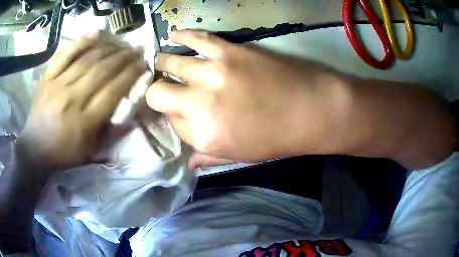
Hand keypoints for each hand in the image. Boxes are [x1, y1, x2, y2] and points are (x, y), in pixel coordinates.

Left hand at [19, 32, 146, 167]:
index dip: (132, 74)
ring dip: (109, 48)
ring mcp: (57, 86)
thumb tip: (128, 102)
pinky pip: (65, 54)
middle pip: (103, 71)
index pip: (114, 91)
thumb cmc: (64, 154)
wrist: (35, 150)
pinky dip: (82, 42)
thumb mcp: (91, 150)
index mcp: (84, 122)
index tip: (144, 64)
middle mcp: (71, 100)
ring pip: (87, 59)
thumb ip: (109, 128)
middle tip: (138, 50)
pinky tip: (97, 34)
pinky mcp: (47, 78)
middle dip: (125, 57)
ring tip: (122, 44)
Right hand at [146, 30, 342, 162]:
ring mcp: (212, 74)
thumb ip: (208, 157)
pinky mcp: (228, 51)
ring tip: (163, 62)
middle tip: (164, 87)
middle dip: (158, 92)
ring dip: (163, 63)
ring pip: (170, 63)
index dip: (173, 116)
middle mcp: (200, 105)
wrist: (310, 109)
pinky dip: (181, 36)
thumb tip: (187, 161)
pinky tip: (173, 36)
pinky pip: (196, 39)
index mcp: (203, 137)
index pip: (171, 122)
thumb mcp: (240, 156)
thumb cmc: (277, 138)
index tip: (178, 110)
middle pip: (158, 93)